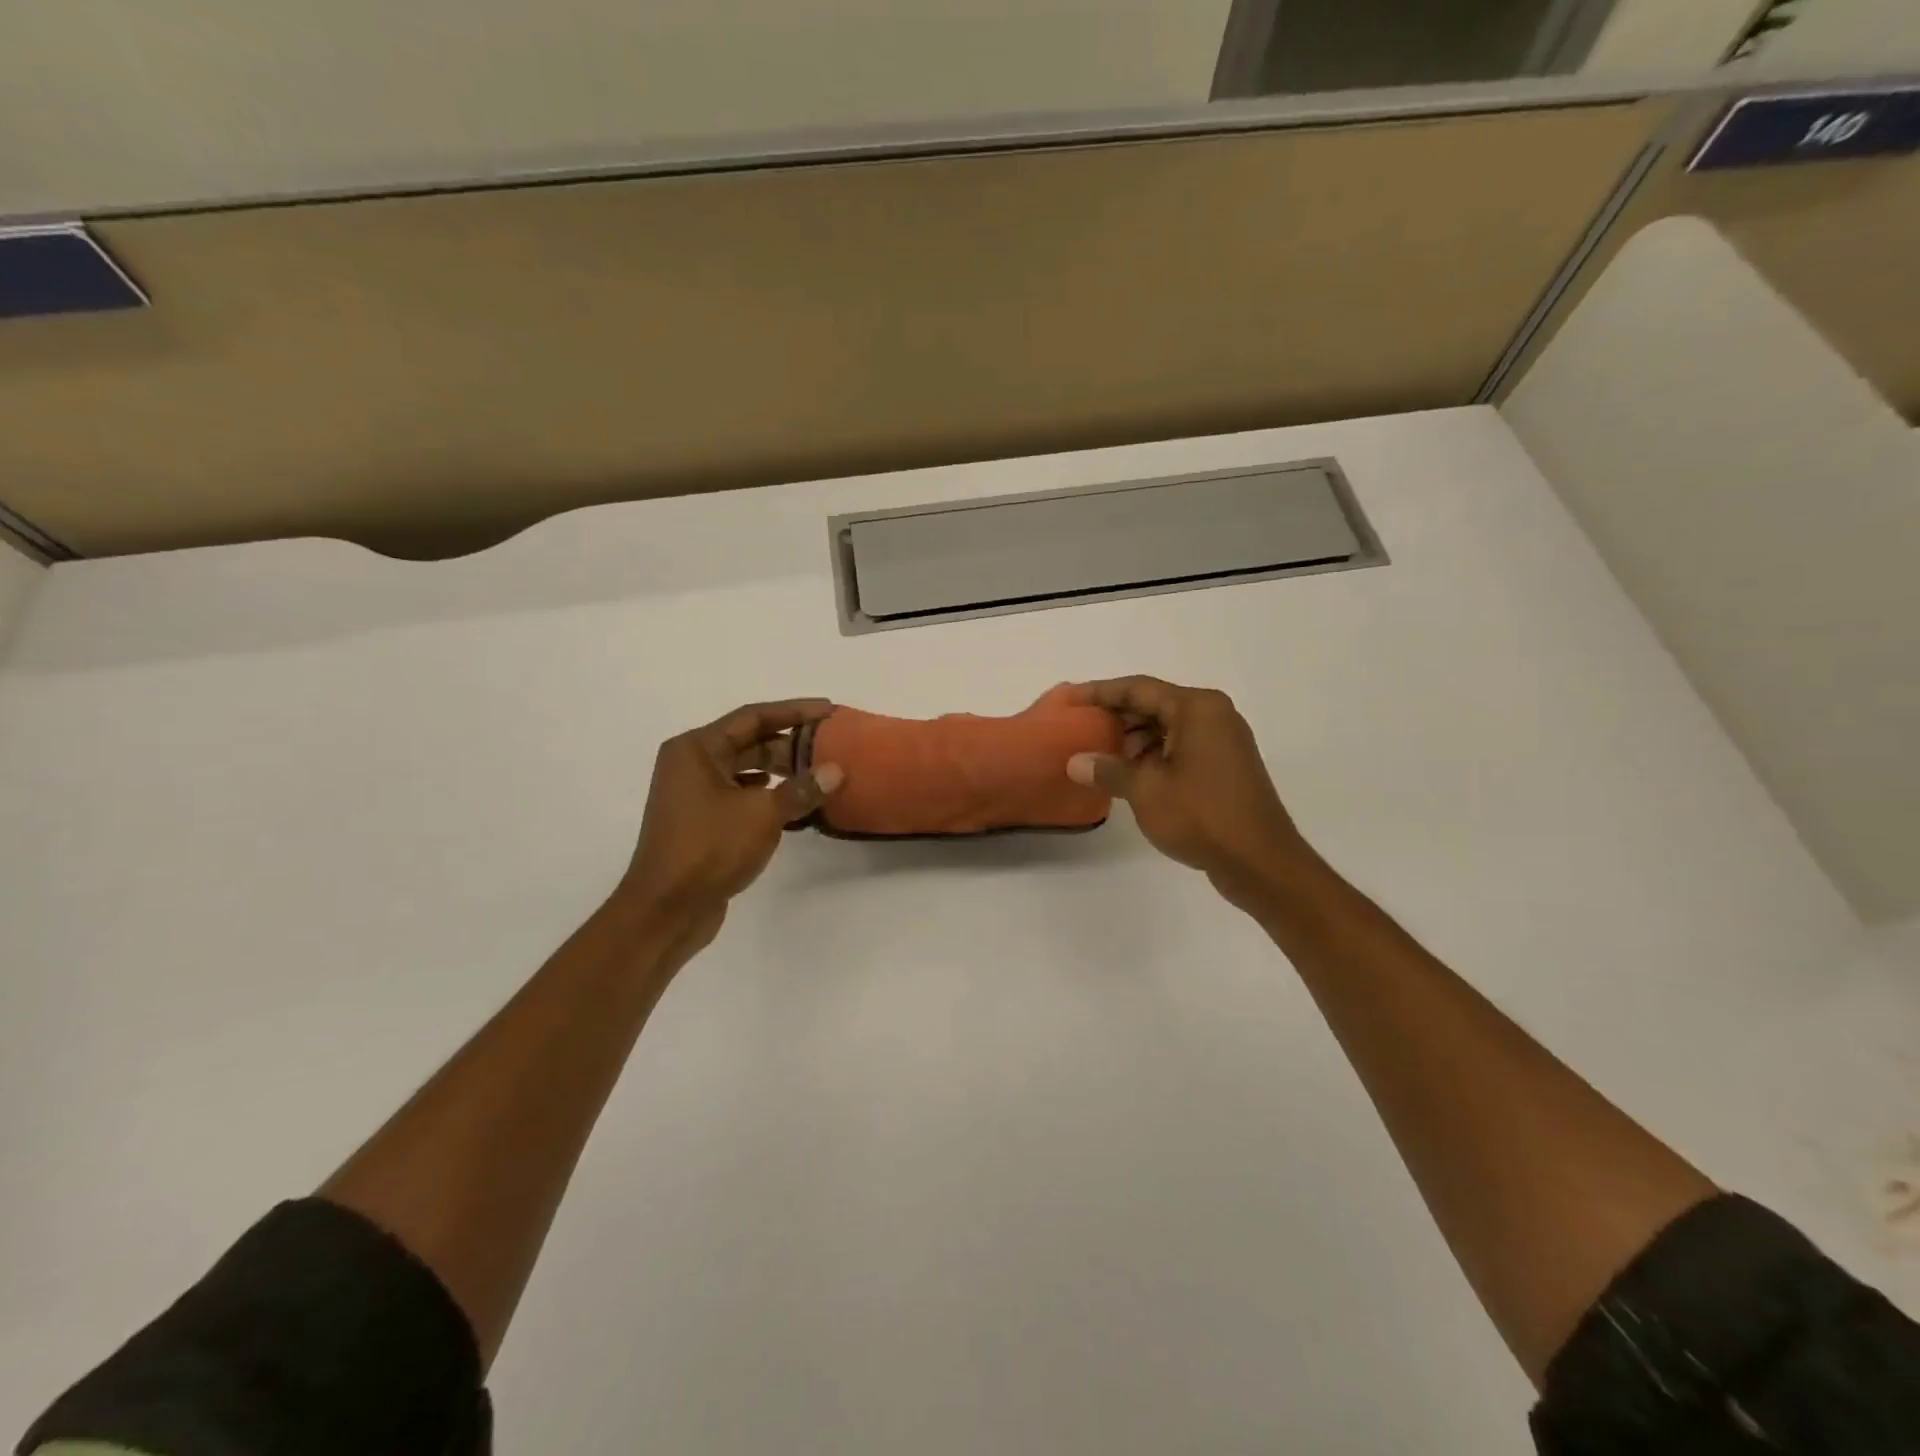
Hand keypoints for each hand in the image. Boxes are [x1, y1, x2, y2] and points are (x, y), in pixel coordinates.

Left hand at [616, 699, 843, 947]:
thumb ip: (801, 789)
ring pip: (746, 770)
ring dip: (781, 771)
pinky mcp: (702, 821)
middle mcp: (691, 764)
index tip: (828, 710)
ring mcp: (694, 794)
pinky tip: (796, 805)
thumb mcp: (762, 814)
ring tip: (819, 775)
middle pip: (749, 741)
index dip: (794, 711)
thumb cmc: (709, 848)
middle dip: (790, 744)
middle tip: (830, 747)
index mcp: (696, 749)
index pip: (753, 717)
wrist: (666, 910)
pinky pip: (741, 795)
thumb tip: (836, 771)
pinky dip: (768, 795)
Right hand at [1065, 676, 1310, 908]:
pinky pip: (1180, 746)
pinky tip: (1129, 774)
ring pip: (1167, 727)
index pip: (1138, 688)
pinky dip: (1153, 754)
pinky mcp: (1224, 765)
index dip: (1099, 692)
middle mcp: (1213, 715)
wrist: (1260, 862)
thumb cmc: (1202, 816)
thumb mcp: (1145, 791)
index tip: (1069, 699)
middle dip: (1116, 717)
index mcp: (1196, 708)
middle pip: (1153, 704)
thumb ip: (1108, 770)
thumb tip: (1075, 763)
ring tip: (1100, 758)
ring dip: (1133, 739)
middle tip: (1079, 730)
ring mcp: (1223, 740)